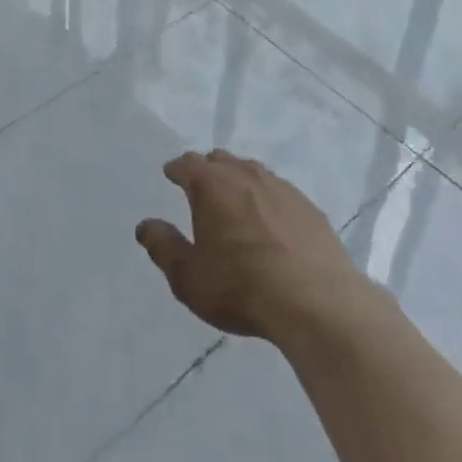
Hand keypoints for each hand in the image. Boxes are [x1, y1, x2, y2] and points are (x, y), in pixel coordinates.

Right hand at [137, 150, 368, 341]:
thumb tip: (145, 225)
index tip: (171, 173)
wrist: (317, 301)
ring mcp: (281, 188)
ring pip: (252, 171)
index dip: (176, 169)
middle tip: (200, 185)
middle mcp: (245, 175)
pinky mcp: (308, 208)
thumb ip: (163, 247)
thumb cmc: (241, 286)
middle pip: (220, 160)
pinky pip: (279, 192)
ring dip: (238, 179)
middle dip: (207, 169)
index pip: (187, 164)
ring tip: (234, 198)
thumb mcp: (189, 276)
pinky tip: (271, 220)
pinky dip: (267, 198)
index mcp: (211, 185)